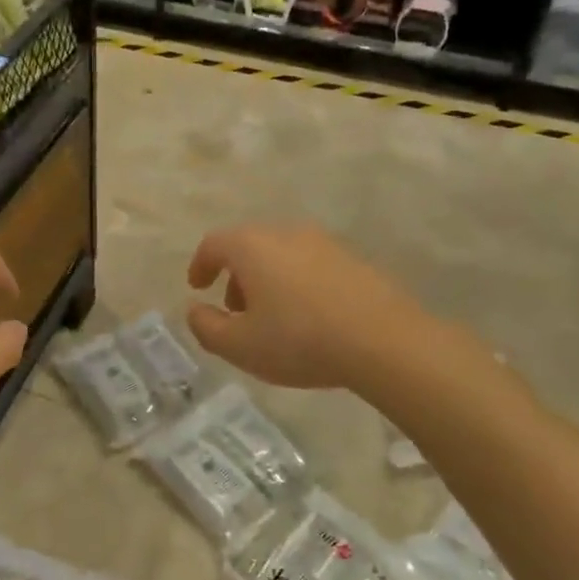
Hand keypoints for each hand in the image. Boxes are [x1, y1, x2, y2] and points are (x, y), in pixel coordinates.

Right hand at [186, 222, 430, 391]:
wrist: (383, 340)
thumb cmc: (299, 340)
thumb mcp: (239, 346)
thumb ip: (206, 327)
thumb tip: (195, 310)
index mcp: (251, 246)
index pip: (213, 244)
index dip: (200, 265)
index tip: (197, 286)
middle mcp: (286, 233)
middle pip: (248, 246)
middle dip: (235, 276)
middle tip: (235, 310)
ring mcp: (324, 242)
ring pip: (281, 254)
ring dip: (267, 280)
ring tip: (273, 318)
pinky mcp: (353, 259)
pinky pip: (311, 265)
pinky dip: (298, 283)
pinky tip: (309, 317)